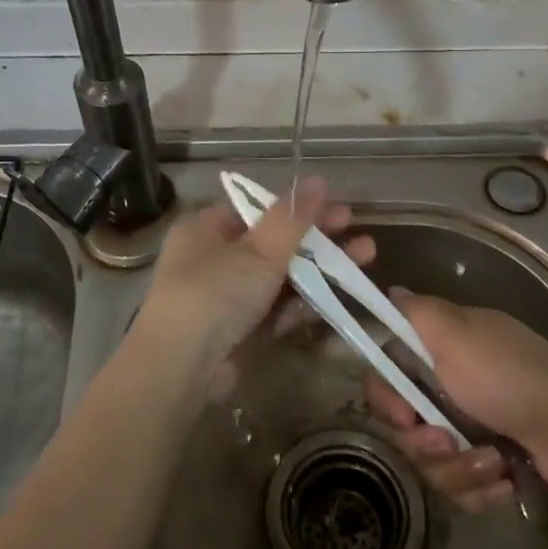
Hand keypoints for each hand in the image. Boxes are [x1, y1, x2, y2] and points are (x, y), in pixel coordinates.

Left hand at [132, 177, 373, 376]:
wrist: (181, 369)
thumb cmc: (215, 292)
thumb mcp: (258, 250)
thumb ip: (292, 217)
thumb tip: (318, 180)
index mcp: (206, 228)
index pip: (258, 208)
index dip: (300, 208)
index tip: (339, 209)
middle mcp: (213, 258)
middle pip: (274, 242)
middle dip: (319, 239)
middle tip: (361, 236)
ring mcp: (226, 297)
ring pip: (280, 276)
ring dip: (320, 269)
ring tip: (365, 259)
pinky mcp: (239, 330)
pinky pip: (276, 309)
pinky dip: (304, 302)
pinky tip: (338, 297)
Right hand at [365, 292, 547, 506]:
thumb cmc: (508, 376)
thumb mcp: (455, 331)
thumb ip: (416, 312)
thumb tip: (392, 290)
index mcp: (443, 351)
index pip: (391, 376)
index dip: (387, 398)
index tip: (403, 414)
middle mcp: (455, 387)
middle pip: (409, 427)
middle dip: (424, 443)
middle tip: (447, 442)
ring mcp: (476, 429)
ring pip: (435, 463)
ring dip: (459, 468)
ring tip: (492, 461)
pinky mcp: (495, 466)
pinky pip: (464, 487)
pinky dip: (482, 487)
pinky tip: (506, 479)